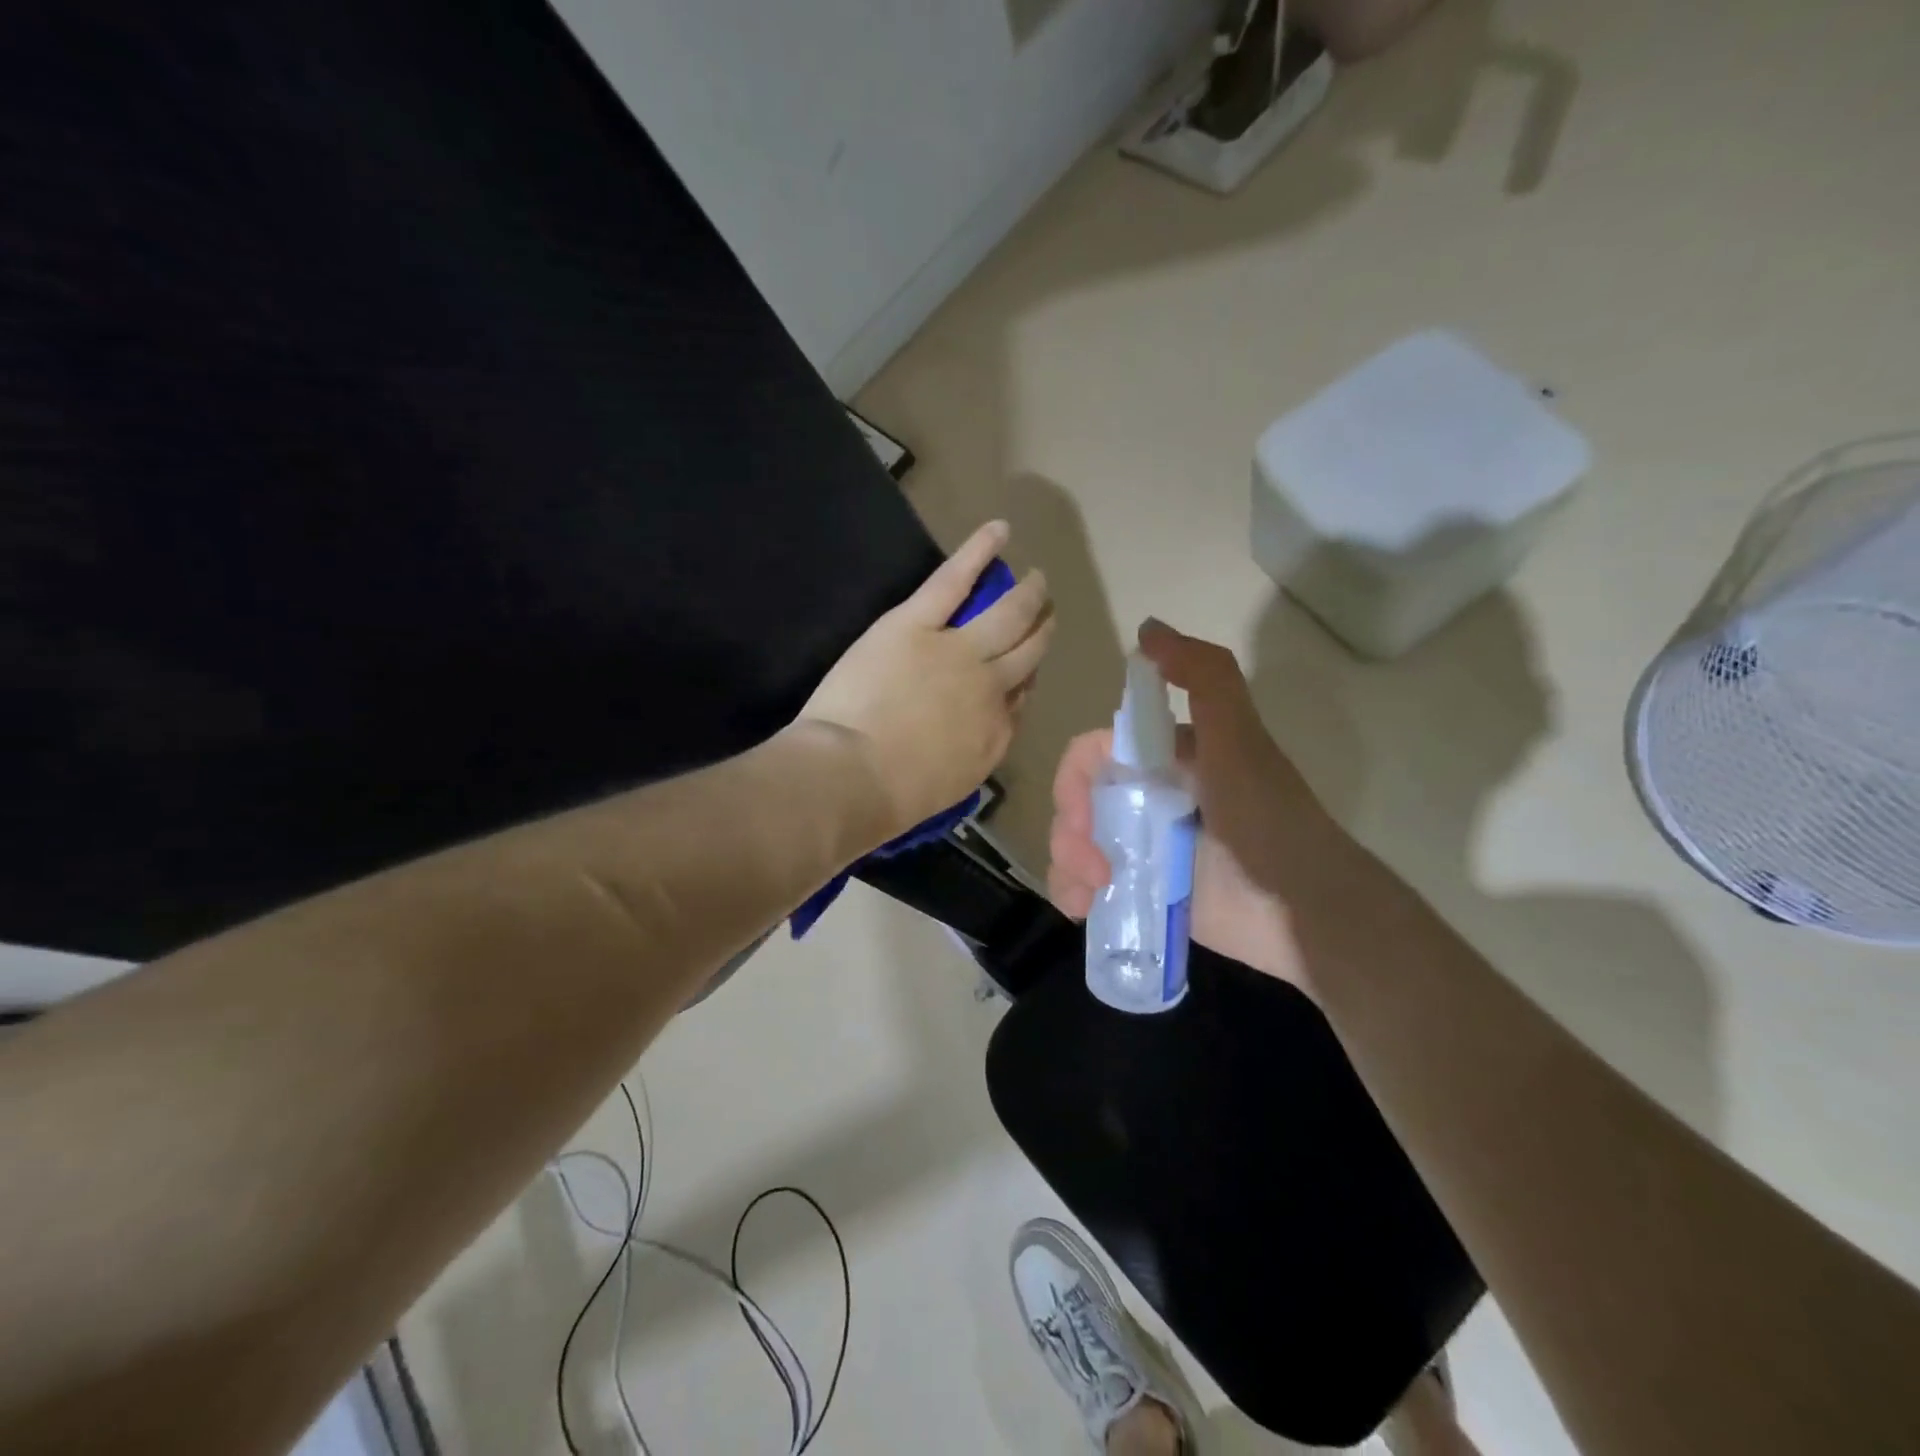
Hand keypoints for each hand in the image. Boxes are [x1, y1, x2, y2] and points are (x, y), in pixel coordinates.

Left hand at [801, 520, 1053, 838]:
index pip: (1021, 696)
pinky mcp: (918, 623)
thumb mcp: (952, 785)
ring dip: (1026, 594)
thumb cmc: (892, 798)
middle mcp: (991, 686)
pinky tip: (1000, 530)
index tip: (1024, 670)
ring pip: (1007, 614)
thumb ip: (974, 752)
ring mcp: (959, 650)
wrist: (853, 776)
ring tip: (1036, 579)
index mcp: (995, 731)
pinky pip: (955, 580)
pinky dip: (979, 551)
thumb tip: (983, 728)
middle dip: (1041, 630)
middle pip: (1028, 651)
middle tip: (1047, 614)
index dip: (1025, 678)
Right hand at [1047, 619, 1360, 996]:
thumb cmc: (1266, 820)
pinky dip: (1074, 893)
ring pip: (1074, 842)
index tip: (1083, 814)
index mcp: (1163, 758)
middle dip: (1070, 830)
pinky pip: (1087, 884)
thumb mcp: (1240, 740)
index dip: (1075, 780)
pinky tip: (1082, 909)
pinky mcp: (1142, 888)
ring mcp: (1143, 845)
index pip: (1092, 754)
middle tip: (1095, 867)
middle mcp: (1148, 796)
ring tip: (1092, 893)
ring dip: (1067, 864)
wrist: (1304, 910)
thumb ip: (1205, 678)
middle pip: (1076, 800)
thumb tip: (1147, 628)